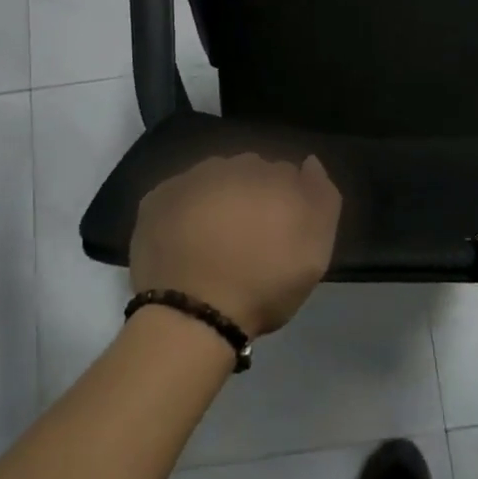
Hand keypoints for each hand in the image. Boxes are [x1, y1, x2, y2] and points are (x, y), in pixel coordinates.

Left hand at [129, 154, 342, 337]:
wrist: (193, 315)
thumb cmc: (264, 285)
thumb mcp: (315, 250)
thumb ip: (322, 198)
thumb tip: (310, 162)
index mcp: (271, 175)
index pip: (286, 173)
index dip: (286, 200)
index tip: (281, 230)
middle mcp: (230, 165)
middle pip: (248, 172)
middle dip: (251, 194)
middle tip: (249, 236)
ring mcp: (189, 180)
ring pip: (212, 179)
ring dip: (218, 198)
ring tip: (215, 238)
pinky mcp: (155, 200)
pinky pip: (178, 196)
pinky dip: (184, 210)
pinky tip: (186, 239)